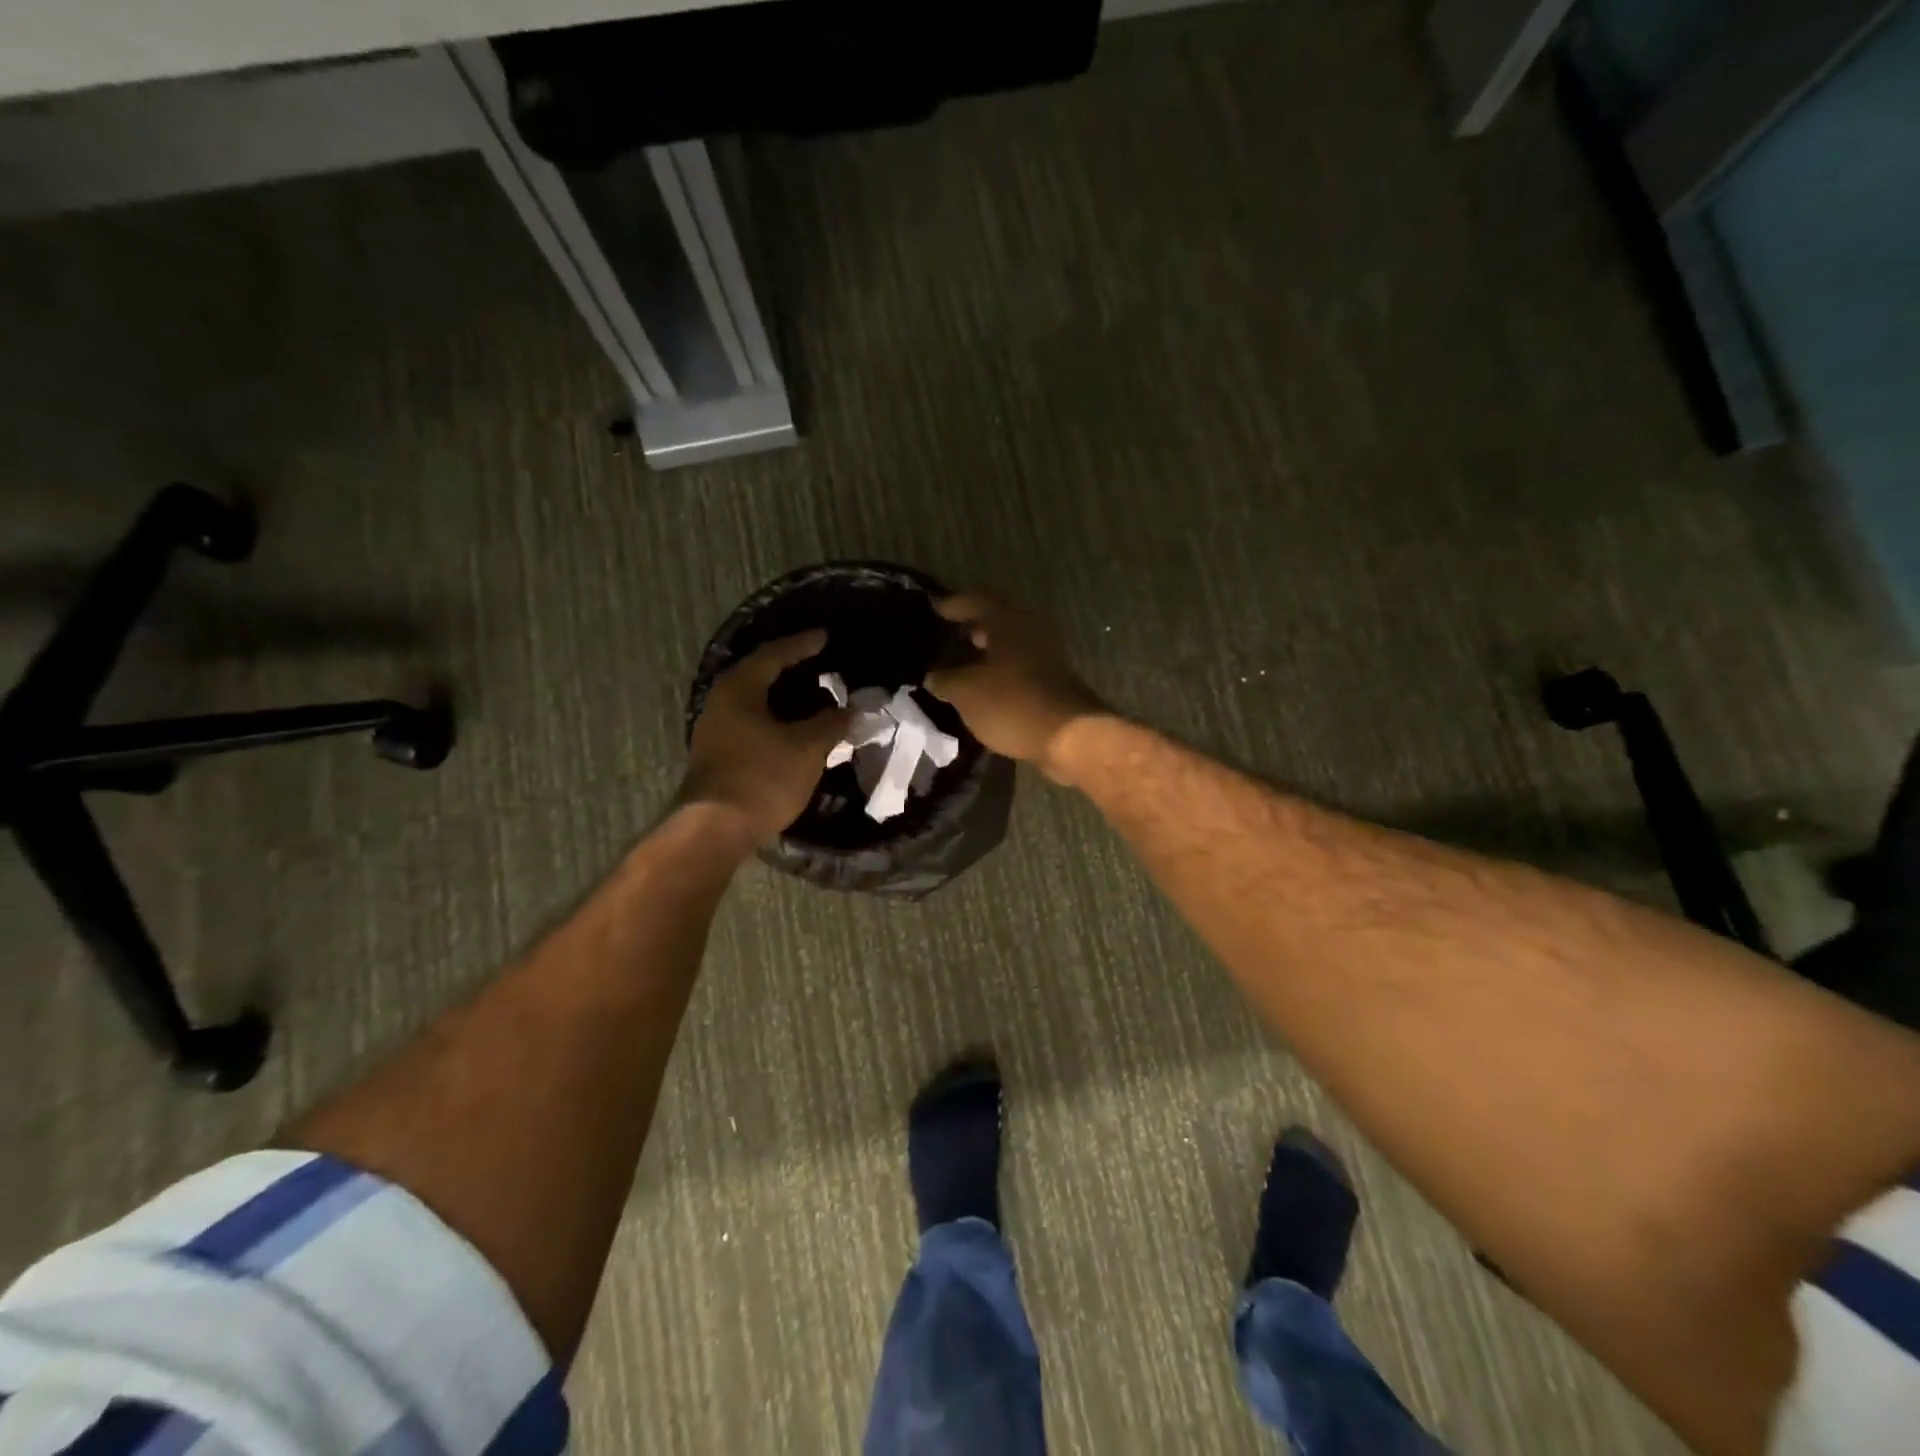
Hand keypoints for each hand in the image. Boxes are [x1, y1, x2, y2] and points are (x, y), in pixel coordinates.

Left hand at [680, 630, 850, 842]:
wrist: (716, 829)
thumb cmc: (762, 777)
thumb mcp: (806, 748)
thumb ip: (830, 724)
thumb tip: (851, 710)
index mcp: (739, 690)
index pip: (773, 656)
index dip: (801, 645)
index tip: (823, 637)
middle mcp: (720, 703)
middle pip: (758, 676)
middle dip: (789, 669)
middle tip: (817, 662)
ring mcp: (715, 731)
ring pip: (754, 703)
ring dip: (782, 697)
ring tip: (810, 696)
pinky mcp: (717, 755)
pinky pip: (751, 724)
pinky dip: (775, 720)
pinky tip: (793, 729)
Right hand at [923, 595, 1106, 779]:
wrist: (1070, 737)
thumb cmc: (1012, 704)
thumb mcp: (966, 692)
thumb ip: (944, 678)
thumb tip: (932, 675)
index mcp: (1008, 620)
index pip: (975, 599)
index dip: (951, 605)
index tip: (932, 611)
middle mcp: (1029, 629)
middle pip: (993, 622)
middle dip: (967, 631)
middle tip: (941, 643)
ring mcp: (1045, 655)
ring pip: (1006, 647)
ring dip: (982, 655)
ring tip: (956, 670)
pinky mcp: (1052, 681)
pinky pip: (1017, 668)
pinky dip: (997, 673)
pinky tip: (980, 690)